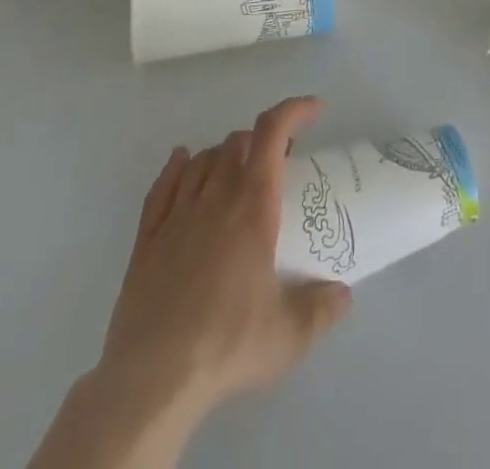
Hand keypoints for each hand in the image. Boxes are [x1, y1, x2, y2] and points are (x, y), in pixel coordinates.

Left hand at [97, 97, 352, 426]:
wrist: (152, 380)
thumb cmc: (228, 343)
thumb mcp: (289, 334)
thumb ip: (322, 309)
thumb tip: (343, 295)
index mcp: (253, 204)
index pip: (273, 131)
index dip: (295, 110)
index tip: (315, 109)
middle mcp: (215, 196)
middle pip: (238, 142)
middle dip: (262, 142)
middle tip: (279, 165)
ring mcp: (176, 214)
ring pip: (203, 159)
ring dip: (225, 155)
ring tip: (238, 173)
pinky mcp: (146, 239)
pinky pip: (162, 185)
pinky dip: (177, 166)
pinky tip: (182, 161)